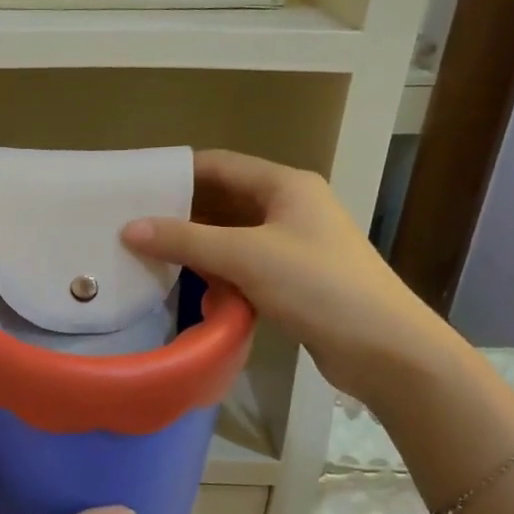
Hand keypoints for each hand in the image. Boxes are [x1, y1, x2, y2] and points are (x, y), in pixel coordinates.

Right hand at [121, 150, 467, 410]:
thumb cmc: (317, 286)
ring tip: (146, 254)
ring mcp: (292, 244)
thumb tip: (129, 229)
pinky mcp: (292, 278)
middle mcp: (289, 207)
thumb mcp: (246, 256)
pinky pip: (242, 264)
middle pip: (222, 199)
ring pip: (230, 235)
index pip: (218, 165)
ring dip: (195, 244)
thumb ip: (185, 240)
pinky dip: (215, 270)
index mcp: (285, 185)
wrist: (384, 348)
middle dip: (179, 211)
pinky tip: (185, 284)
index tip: (132, 188)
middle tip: (130, 225)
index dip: (176, 173)